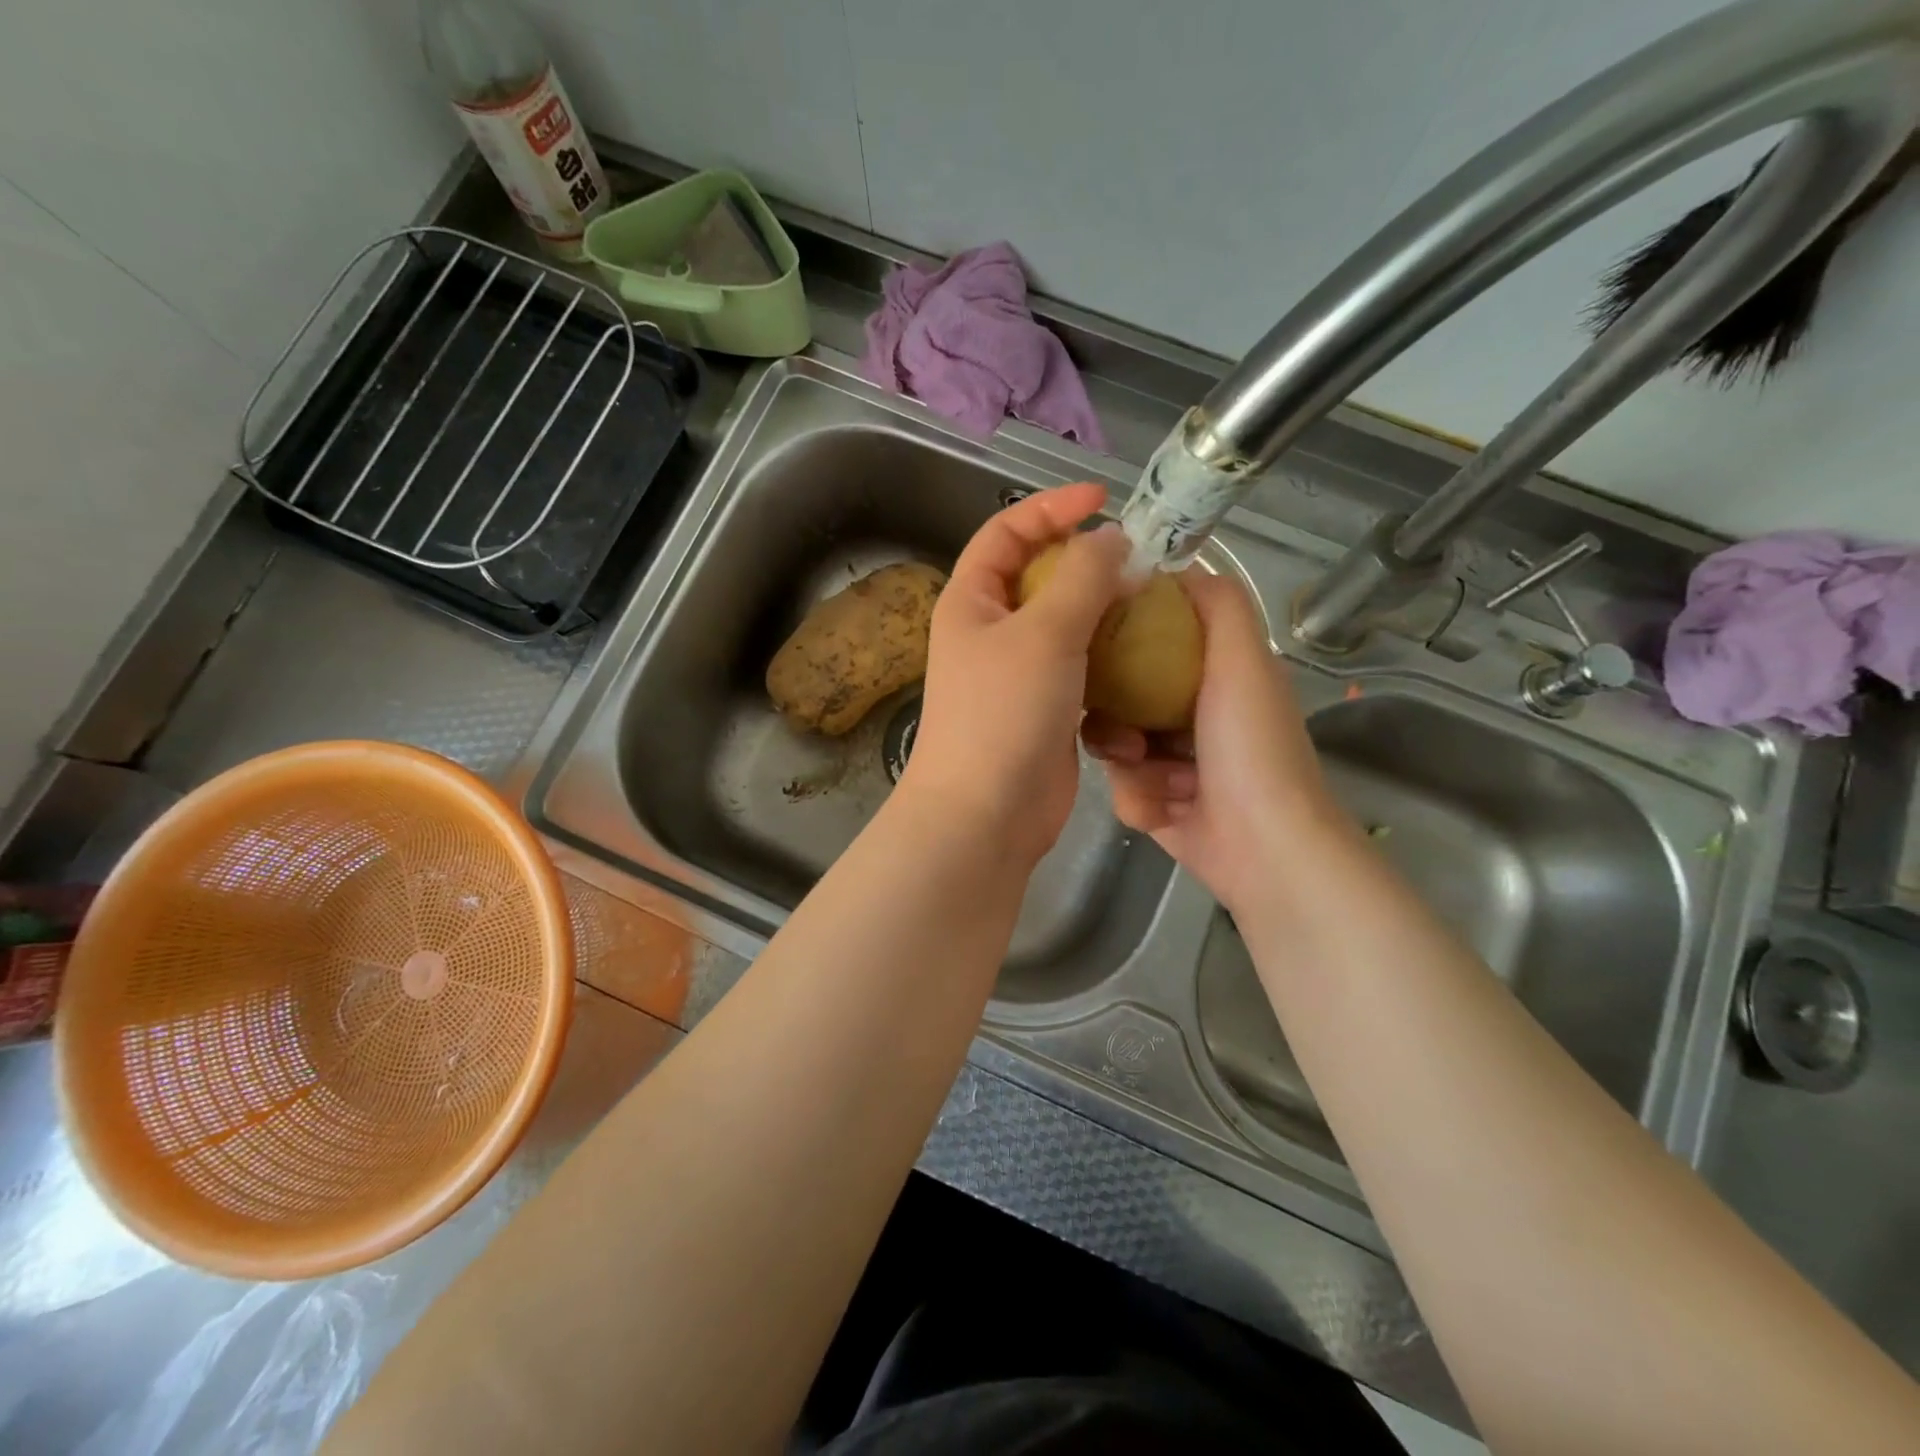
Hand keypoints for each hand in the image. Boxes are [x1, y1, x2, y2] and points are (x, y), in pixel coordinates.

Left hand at [900, 482, 1128, 866]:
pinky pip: (1082, 669)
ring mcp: (1018, 674)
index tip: (1104, 499)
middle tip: (1140, 560)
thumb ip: (1082, 578)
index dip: (1051, 508)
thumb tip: (1111, 540)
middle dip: (1088, 563)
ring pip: (1066, 625)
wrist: (986, 815)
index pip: (1006, 532)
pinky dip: (1108, 660)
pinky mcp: (1046, 709)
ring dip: (1104, 614)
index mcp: (971, 601)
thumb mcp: (1044, 633)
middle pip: (1040, 577)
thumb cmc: (1003, 715)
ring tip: (1149, 605)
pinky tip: (1143, 659)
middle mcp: (990, 632)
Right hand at [1084, 570, 1349, 915]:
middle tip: (1118, 727)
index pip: (1155, 638)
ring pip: (1115, 745)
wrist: (1264, 848)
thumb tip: (1175, 565)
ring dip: (1128, 764)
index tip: (1091, 637)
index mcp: (1216, 675)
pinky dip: (1139, 801)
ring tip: (1151, 777)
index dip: (1123, 633)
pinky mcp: (1158, 804)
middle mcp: (1192, 713)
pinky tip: (1163, 812)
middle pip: (1123, 694)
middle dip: (1113, 712)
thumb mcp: (1242, 661)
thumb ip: (1217, 605)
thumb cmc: (1252, 748)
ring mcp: (1173, 762)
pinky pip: (1123, 789)